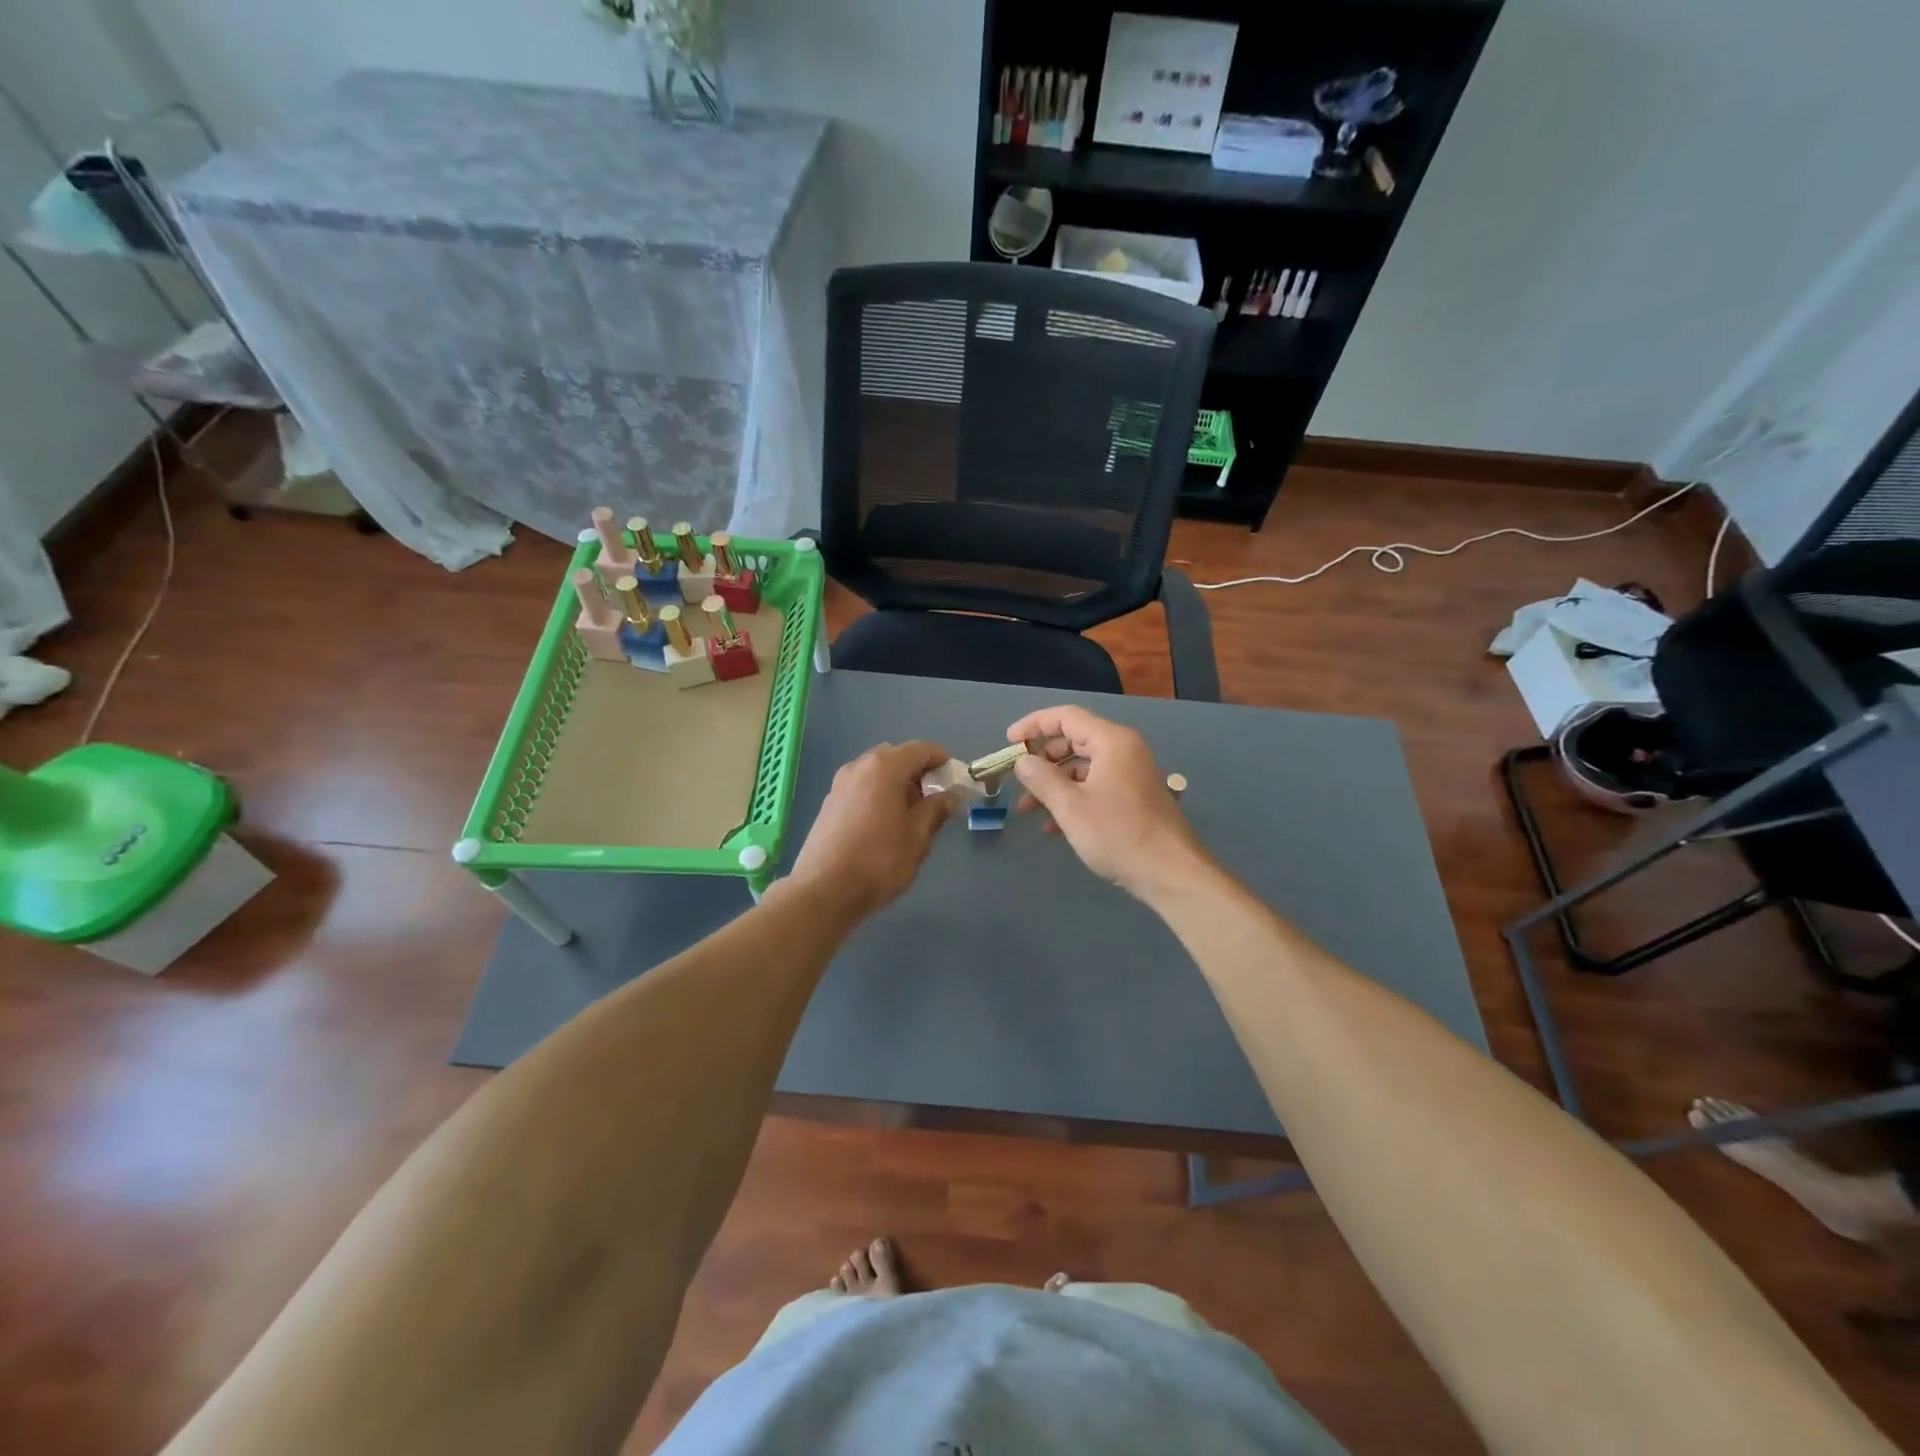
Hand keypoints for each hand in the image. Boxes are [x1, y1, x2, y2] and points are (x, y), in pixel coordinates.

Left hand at [785, 741, 957, 920]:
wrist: (824, 890)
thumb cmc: (879, 860)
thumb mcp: (917, 837)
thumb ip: (935, 810)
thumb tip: (948, 796)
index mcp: (884, 767)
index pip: (920, 749)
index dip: (940, 759)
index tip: (954, 777)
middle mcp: (859, 767)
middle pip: (895, 757)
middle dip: (918, 772)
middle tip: (934, 798)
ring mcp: (840, 784)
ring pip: (876, 773)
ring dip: (896, 784)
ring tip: (910, 814)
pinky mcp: (829, 804)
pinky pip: (861, 788)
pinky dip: (878, 794)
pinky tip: (884, 823)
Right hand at [1008, 706, 1212, 904]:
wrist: (1170, 873)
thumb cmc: (1118, 834)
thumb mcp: (1071, 806)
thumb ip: (1042, 779)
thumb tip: (1022, 761)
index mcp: (1112, 742)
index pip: (1066, 717)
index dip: (1034, 725)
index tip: (1009, 742)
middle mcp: (1123, 751)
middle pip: (1073, 741)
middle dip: (1041, 761)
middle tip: (1018, 780)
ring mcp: (1130, 775)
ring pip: (1082, 768)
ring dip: (1053, 785)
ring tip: (1028, 811)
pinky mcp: (1132, 798)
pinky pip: (1094, 787)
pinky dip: (1071, 799)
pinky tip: (1053, 828)